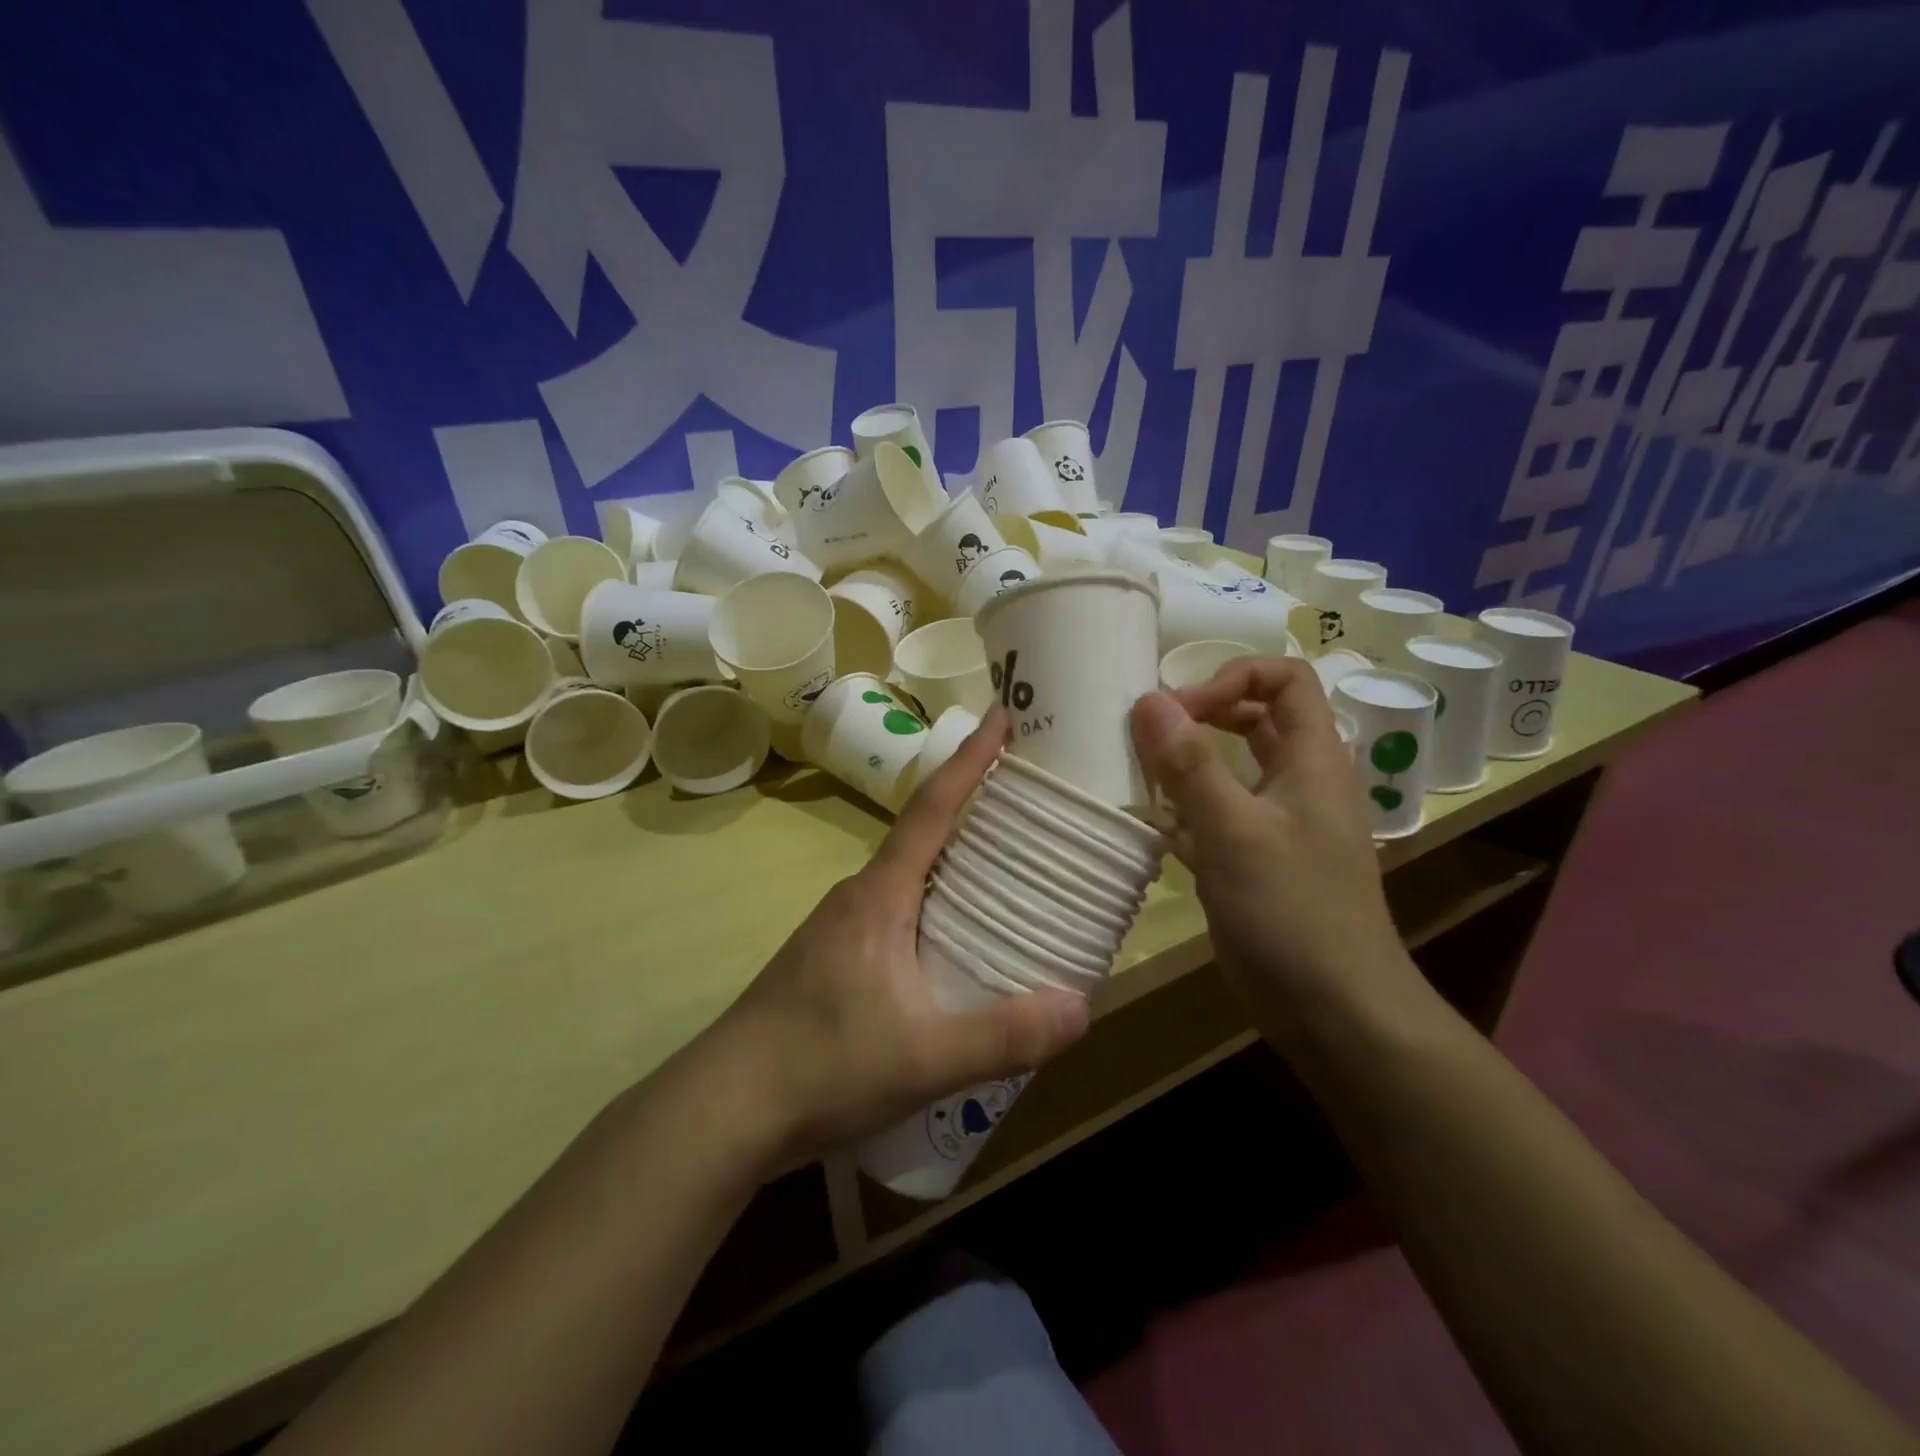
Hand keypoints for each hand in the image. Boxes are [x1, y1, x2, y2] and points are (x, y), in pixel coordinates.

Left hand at [715, 709, 1089, 1168]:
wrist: (726, 1106)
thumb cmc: (822, 1064)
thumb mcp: (924, 1058)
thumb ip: (1002, 1036)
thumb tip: (1082, 1008)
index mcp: (881, 894)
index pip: (932, 808)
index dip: (970, 760)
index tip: (1001, 716)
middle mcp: (860, 895)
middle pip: (924, 833)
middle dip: (973, 805)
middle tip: (1028, 797)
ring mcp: (842, 926)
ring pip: (910, 874)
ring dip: (954, 858)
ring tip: (1008, 868)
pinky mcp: (835, 957)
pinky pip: (899, 909)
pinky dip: (936, 902)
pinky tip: (958, 941)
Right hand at [1129, 657, 1423, 1045]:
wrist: (1333, 1010)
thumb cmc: (1293, 911)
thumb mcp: (1235, 831)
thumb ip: (1190, 765)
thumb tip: (1147, 700)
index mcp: (1312, 759)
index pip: (1285, 679)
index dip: (1232, 677)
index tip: (1180, 708)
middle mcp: (1296, 782)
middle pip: (1253, 718)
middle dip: (1202, 714)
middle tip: (1150, 732)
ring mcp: (1274, 823)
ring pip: (1229, 768)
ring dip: (1185, 762)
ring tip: (1138, 771)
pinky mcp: (1251, 860)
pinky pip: (1214, 815)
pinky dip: (1182, 810)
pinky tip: (1148, 824)